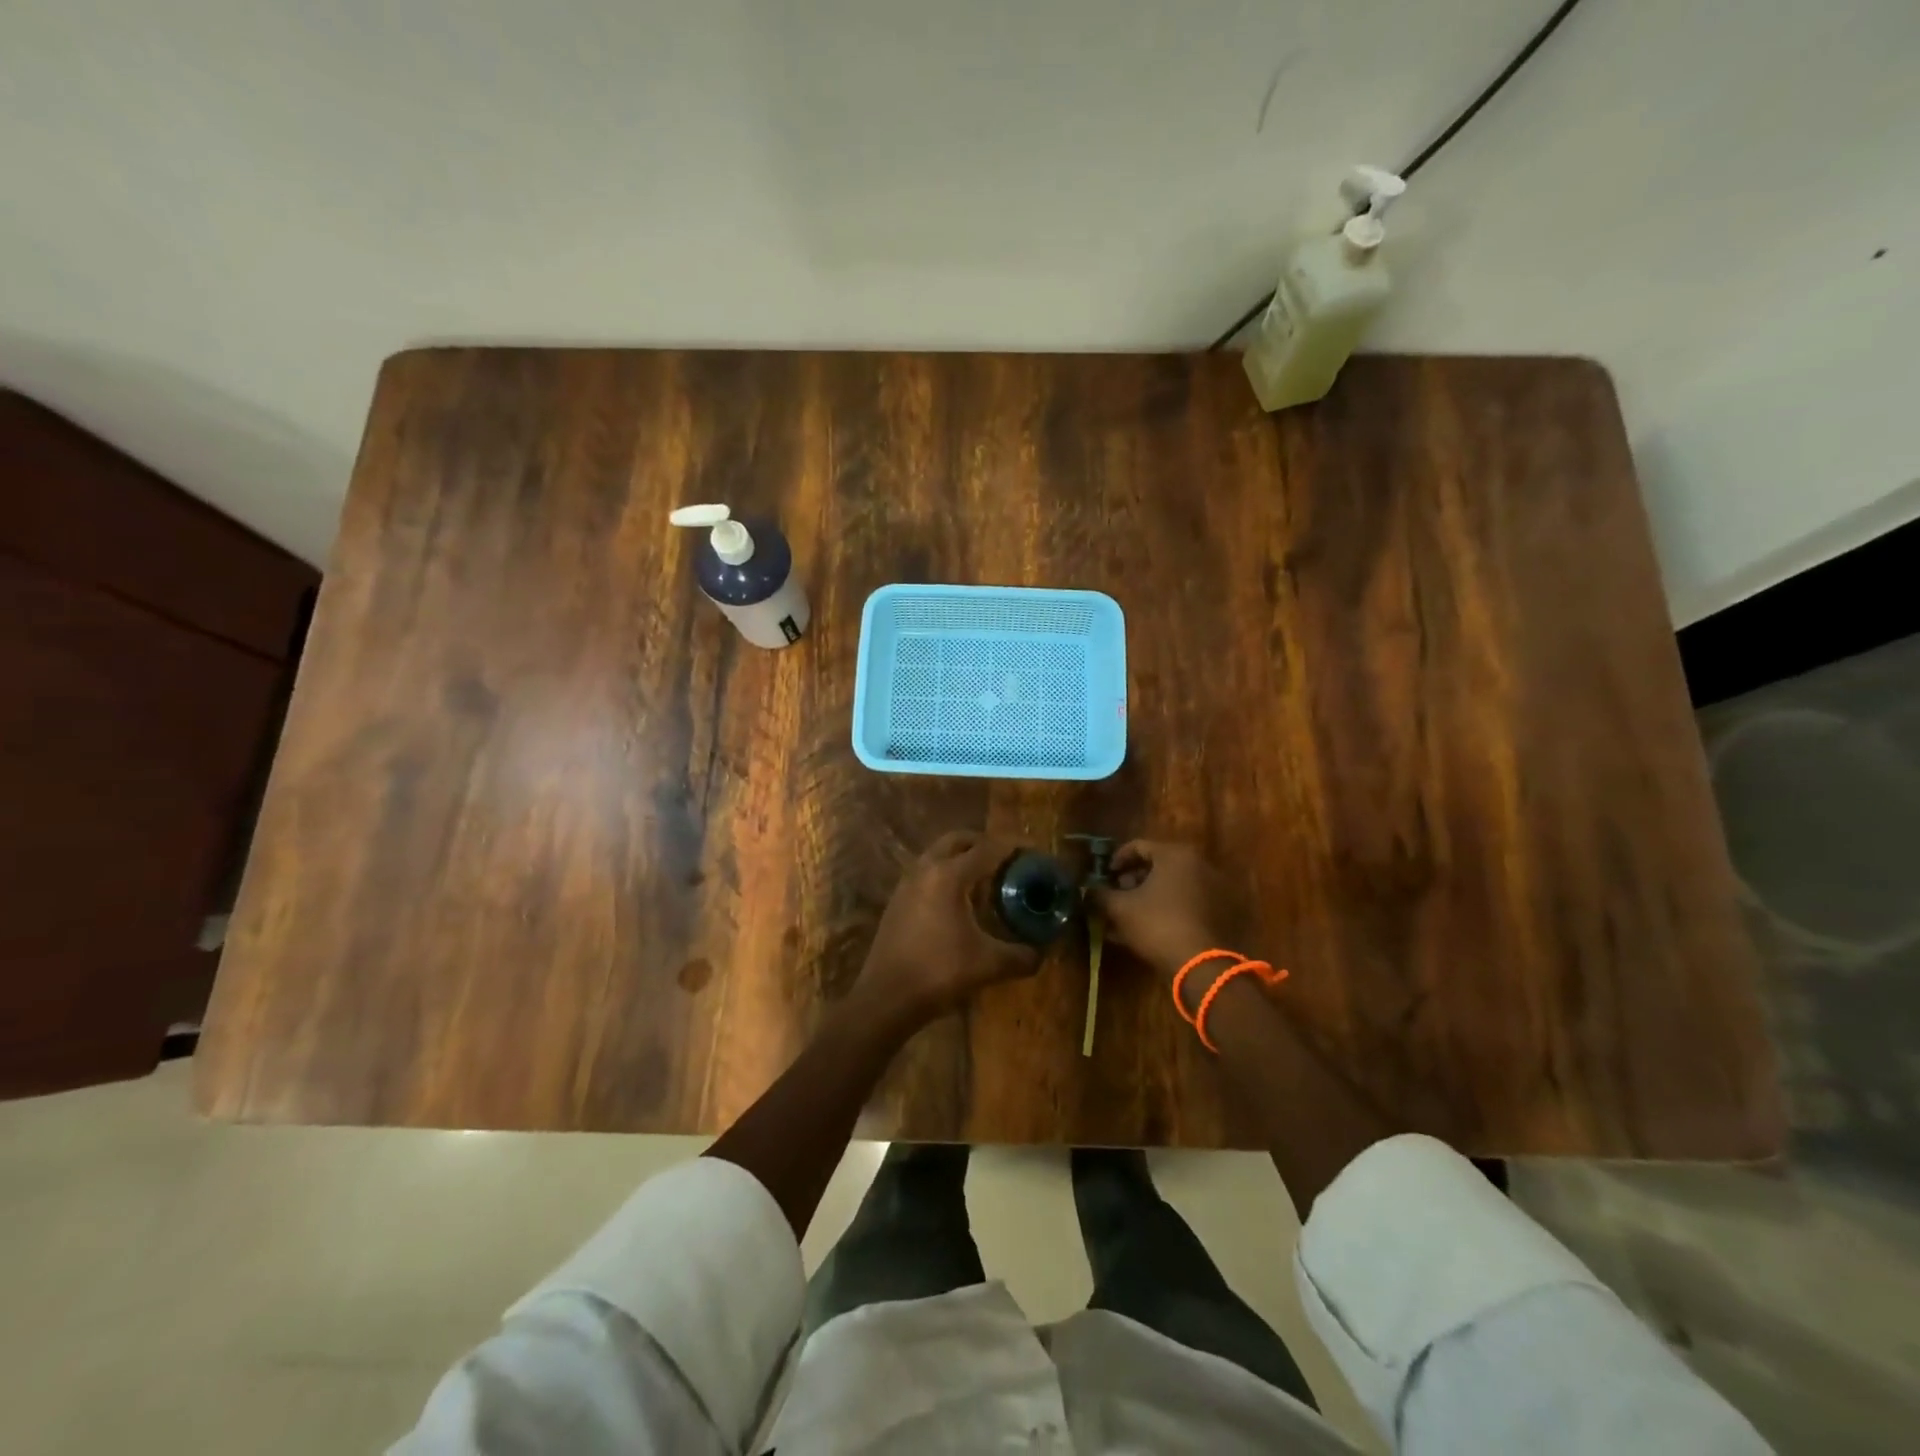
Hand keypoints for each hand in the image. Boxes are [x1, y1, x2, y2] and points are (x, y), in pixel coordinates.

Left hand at [853, 831, 1040, 1032]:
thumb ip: (1021, 956)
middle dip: (985, 844)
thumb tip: (1041, 953)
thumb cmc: (939, 973)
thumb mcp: (988, 965)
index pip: (988, 848)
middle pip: (959, 840)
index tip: (1034, 850)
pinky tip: (960, 902)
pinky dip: (946, 875)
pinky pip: (927, 873)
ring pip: (938, 854)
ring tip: (986, 880)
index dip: (1014, 846)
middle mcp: (925, 869)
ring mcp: (907, 883)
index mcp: (948, 875)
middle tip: (1008, 860)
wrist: (886, 998)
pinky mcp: (897, 900)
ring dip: (962, 858)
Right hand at [1087, 841, 1245, 994]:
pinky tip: (1149, 928)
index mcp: (1175, 855)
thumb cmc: (1157, 924)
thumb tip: (1087, 890)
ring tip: (1129, 915)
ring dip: (1148, 895)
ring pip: (1171, 885)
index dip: (1116, 860)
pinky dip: (1166, 908)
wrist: (1202, 964)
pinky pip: (1185, 902)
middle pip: (1157, 865)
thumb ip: (1100, 894)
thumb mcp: (1120, 908)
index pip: (1138, 846)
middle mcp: (1198, 864)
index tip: (1104, 876)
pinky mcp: (1219, 911)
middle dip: (1133, 879)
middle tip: (1117, 895)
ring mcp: (1212, 888)